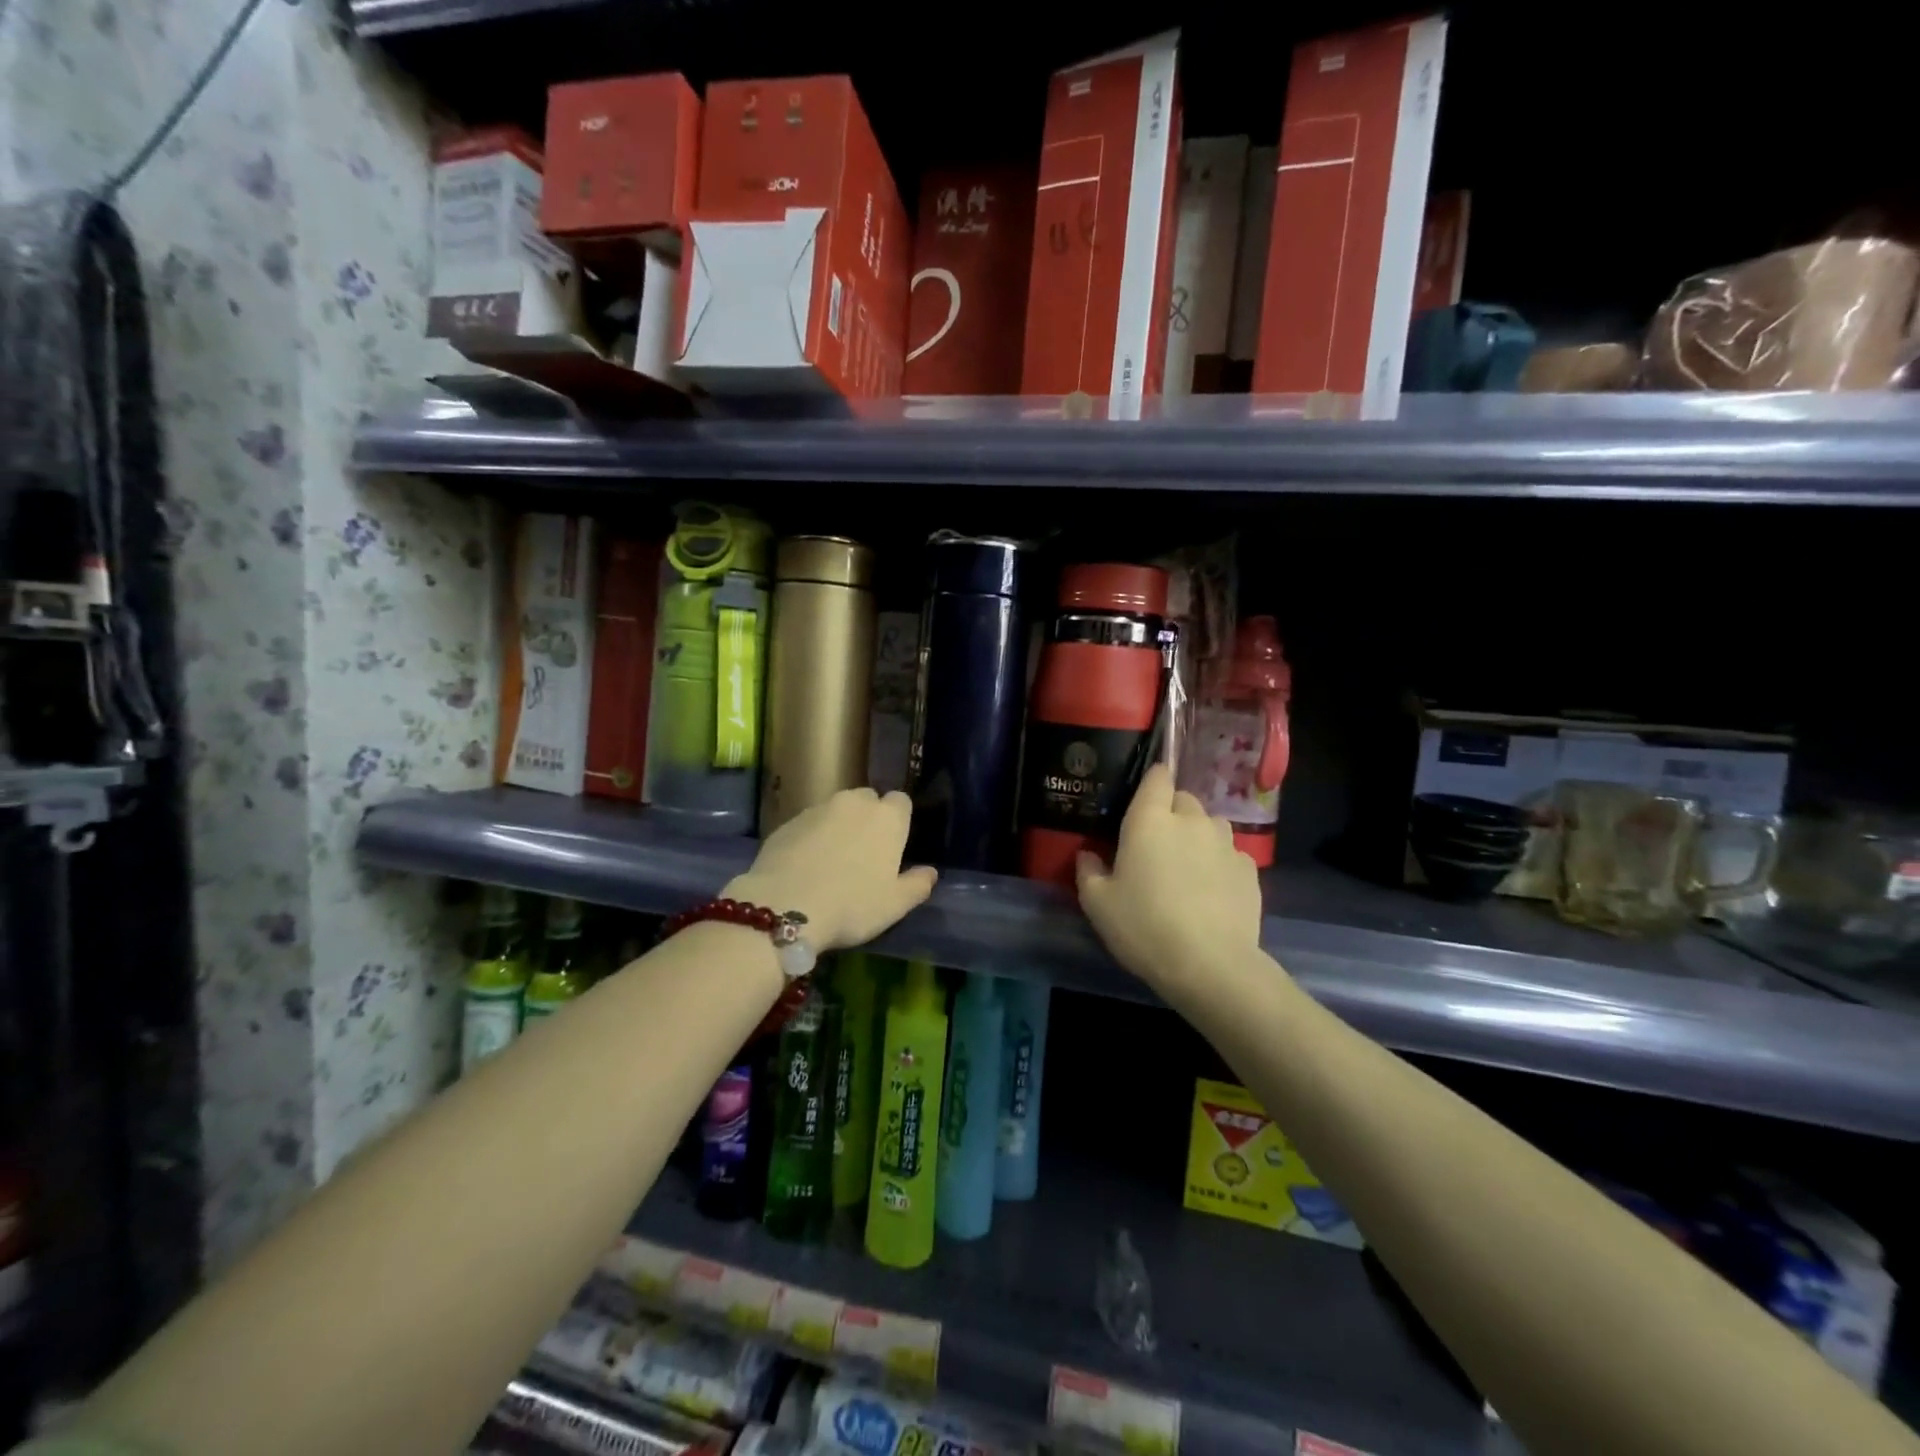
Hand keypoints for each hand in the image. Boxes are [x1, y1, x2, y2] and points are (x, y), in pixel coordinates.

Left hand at [725, 788, 937, 951]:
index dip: (899, 819)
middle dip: (868, 818)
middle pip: (867, 799)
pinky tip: (805, 865)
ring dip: (838, 826)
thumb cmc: (852, 905)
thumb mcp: (894, 905)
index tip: (894, 844)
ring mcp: (817, 809)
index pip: (901, 801)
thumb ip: (917, 885)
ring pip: (836, 809)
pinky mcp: (787, 822)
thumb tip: (930, 872)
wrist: (785, 906)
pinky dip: (811, 837)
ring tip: (832, 859)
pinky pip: (808, 823)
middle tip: (864, 853)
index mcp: (887, 818)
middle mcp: (854, 803)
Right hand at [1076, 764, 1262, 994]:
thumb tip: (1088, 855)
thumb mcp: (1098, 904)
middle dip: (1171, 813)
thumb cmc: (1143, 926)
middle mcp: (1191, 820)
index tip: (1142, 799)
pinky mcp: (1250, 869)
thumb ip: (1088, 871)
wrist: (1209, 965)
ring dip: (1198, 836)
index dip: (1151, 782)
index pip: (1157, 777)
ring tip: (1188, 867)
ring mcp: (1226, 843)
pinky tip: (1212, 891)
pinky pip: (1231, 854)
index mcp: (1150, 820)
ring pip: (1211, 824)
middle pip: (1184, 799)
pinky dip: (1220, 863)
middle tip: (1157, 845)